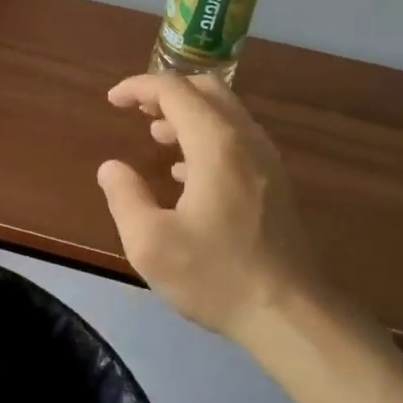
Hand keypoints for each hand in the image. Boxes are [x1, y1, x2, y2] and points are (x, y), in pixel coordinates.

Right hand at [97, 73, 314, 343]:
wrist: (291, 314)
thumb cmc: (216, 276)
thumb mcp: (150, 243)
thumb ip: (124, 197)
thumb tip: (112, 167)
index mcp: (215, 144)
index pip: (174, 90)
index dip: (139, 88)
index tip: (112, 101)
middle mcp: (245, 140)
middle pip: (206, 89)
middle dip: (167, 92)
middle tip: (137, 111)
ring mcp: (265, 160)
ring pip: (225, 112)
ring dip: (188, 114)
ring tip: (156, 136)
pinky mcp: (274, 182)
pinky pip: (237, 138)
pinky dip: (206, 136)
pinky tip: (186, 172)